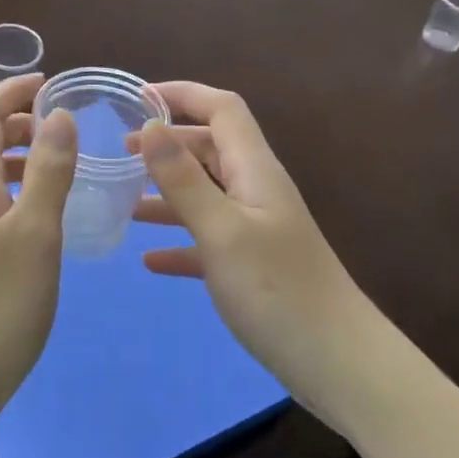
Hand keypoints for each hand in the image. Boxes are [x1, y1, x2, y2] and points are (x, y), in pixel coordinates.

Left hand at [0, 74, 76, 457]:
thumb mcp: (35, 234)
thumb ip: (48, 170)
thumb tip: (57, 114)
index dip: (11, 91)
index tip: (48, 82)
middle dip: (14, 120)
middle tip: (59, 125)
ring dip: (11, 154)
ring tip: (53, 164)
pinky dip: (4, 187)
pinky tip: (31, 216)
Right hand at [133, 83, 379, 425]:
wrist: (338, 364)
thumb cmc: (277, 290)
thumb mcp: (222, 231)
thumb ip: (183, 178)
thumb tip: (150, 127)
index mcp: (254, 169)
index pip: (222, 109)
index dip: (183, 94)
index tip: (138, 98)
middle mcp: (255, 190)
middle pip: (209, 148)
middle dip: (166, 144)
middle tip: (120, 154)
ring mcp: (255, 228)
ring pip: (205, 194)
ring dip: (167, 192)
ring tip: (124, 202)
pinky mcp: (252, 266)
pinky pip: (207, 240)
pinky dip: (179, 242)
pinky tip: (149, 259)